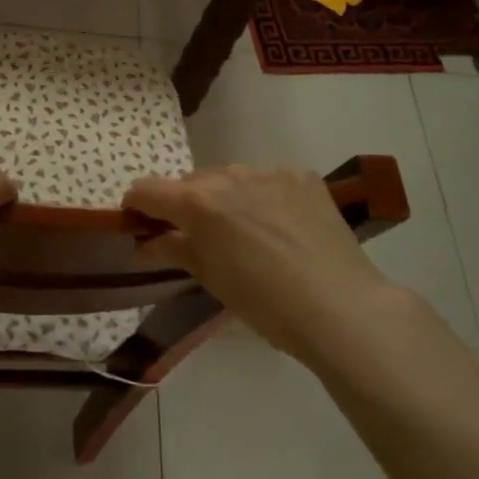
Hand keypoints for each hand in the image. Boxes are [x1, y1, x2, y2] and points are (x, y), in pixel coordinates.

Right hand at [124, 165, 407, 367]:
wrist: (341, 307)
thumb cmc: (264, 303)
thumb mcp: (210, 278)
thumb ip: (173, 249)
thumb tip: (144, 243)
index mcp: (197, 202)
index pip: (146, 189)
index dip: (137, 206)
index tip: (142, 226)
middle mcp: (228, 175)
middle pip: (190, 184)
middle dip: (187, 207)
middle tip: (202, 241)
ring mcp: (268, 171)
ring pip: (230, 179)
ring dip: (227, 199)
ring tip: (249, 235)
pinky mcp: (301, 176)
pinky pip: (268, 181)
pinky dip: (264, 198)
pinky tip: (283, 228)